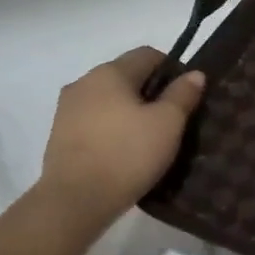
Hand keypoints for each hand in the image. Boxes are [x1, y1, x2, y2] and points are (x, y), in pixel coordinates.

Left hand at [37, 47, 204, 231]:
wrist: (76, 200)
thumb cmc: (128, 154)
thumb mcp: (167, 123)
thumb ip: (183, 94)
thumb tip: (194, 73)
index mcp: (110, 72)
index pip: (148, 54)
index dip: (173, 69)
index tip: (187, 96)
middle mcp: (84, 82)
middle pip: (127, 76)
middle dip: (152, 92)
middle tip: (173, 120)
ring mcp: (67, 109)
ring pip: (109, 99)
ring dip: (130, 110)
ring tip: (149, 138)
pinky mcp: (59, 135)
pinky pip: (95, 120)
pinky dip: (113, 127)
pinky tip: (125, 151)